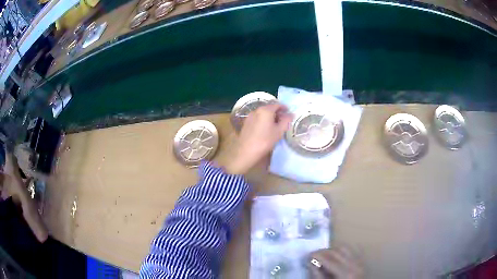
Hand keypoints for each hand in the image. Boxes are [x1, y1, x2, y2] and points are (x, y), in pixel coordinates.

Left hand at [223, 103, 292, 174]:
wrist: (246, 151)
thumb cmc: (265, 140)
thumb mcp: (279, 131)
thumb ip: (286, 121)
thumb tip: (291, 114)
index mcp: (266, 110)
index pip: (277, 105)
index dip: (284, 108)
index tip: (289, 112)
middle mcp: (257, 110)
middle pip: (269, 108)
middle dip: (277, 112)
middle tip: (283, 120)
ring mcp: (250, 116)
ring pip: (262, 113)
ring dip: (270, 116)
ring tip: (275, 125)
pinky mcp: (246, 123)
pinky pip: (257, 118)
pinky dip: (263, 120)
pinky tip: (266, 128)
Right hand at [308, 247, 363, 278]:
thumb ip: (318, 276)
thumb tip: (310, 262)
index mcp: (345, 273)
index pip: (329, 259)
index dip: (316, 255)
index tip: (307, 255)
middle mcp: (355, 265)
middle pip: (337, 251)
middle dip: (323, 252)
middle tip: (313, 255)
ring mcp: (360, 263)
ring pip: (345, 249)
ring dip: (332, 251)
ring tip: (323, 257)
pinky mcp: (361, 263)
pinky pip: (351, 252)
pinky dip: (341, 252)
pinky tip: (335, 258)